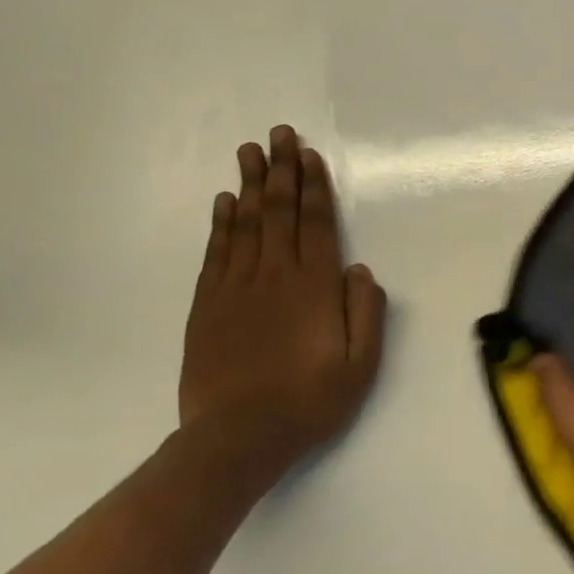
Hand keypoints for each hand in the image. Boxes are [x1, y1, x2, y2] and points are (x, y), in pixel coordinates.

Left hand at [181, 125, 386, 471]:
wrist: (236, 439)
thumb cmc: (309, 401)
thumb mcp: (360, 364)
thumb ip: (366, 312)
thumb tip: (360, 269)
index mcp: (314, 286)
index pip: (315, 223)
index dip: (313, 186)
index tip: (309, 155)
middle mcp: (274, 276)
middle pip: (278, 212)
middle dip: (281, 170)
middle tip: (279, 133)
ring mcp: (236, 288)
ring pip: (245, 224)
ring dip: (249, 185)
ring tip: (250, 152)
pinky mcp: (207, 306)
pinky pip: (216, 253)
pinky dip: (220, 224)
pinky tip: (224, 202)